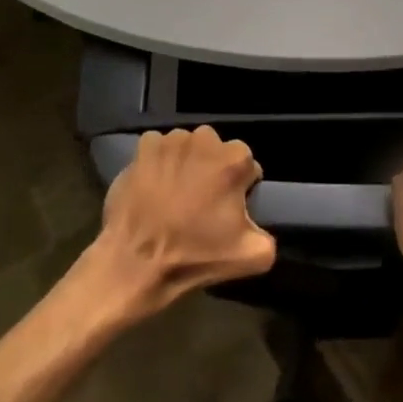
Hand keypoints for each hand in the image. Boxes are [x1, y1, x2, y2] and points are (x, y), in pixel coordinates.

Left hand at [92, 126, 276, 316]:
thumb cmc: (193, 256)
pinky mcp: (144, 146)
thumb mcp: (251, 257)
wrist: (134, 262)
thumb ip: (269, 236)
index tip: (226, 210)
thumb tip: (260, 227)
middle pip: (218, 153)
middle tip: (200, 204)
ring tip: (174, 196)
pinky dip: (159, 163)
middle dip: (213, 172)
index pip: (247, 167)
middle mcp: (205, 139)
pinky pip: (160, 149)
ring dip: (187, 165)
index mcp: (234, 160)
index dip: (239, 189)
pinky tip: (154, 188)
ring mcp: (172, 139)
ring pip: (189, 149)